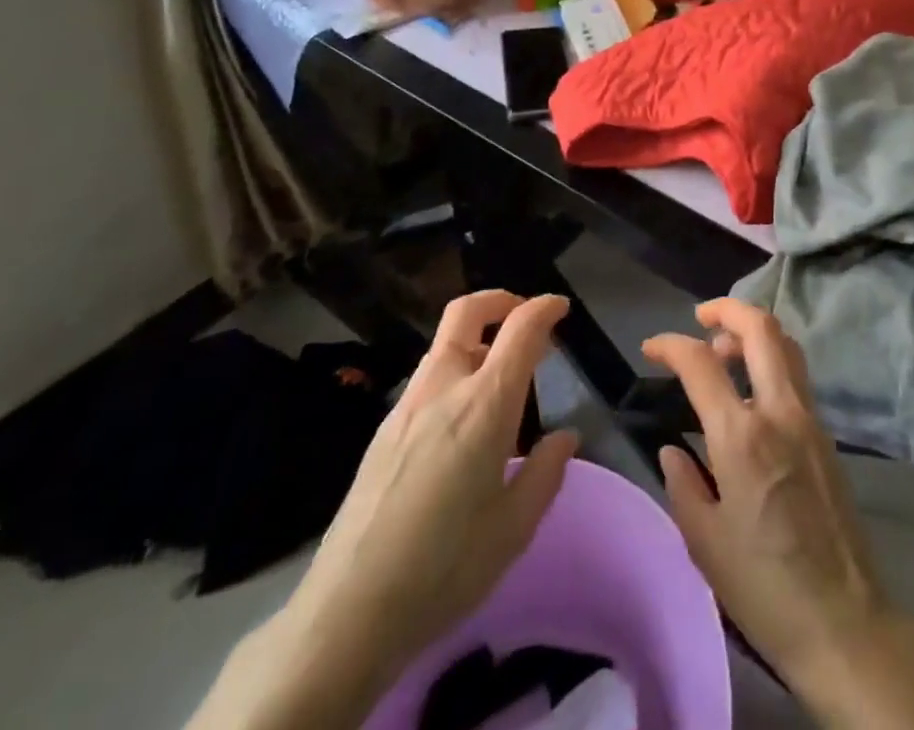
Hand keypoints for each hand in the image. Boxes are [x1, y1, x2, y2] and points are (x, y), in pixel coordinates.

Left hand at [189, 291, 575, 729]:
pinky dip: (454, 371)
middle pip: (467, 312)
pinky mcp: (384, 431)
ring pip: (444, 344)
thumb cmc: (445, 567)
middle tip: (526, 320)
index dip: (545, 308)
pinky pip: (427, 378)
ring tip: (501, 377)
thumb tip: (565, 437)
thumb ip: (546, 472)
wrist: (347, 611)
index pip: (521, 329)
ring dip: (477, 339)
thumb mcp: (515, 527)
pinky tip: (462, 420)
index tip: (561, 308)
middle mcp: (444, 388)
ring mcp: (407, 406)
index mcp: (485, 404)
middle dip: (500, 301)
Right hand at [641, 302, 892, 690]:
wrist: (843, 622)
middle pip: (761, 329)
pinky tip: (752, 388)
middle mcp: (780, 412)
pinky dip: (772, 359)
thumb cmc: (763, 588)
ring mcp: (810, 419)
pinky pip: (797, 374)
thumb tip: (673, 450)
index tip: (652, 347)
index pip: (701, 363)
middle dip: (727, 309)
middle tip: (700, 317)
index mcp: (742, 437)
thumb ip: (683, 484)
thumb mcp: (704, 542)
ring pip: (786, 345)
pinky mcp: (826, 435)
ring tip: (724, 350)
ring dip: (753, 332)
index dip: (670, 345)